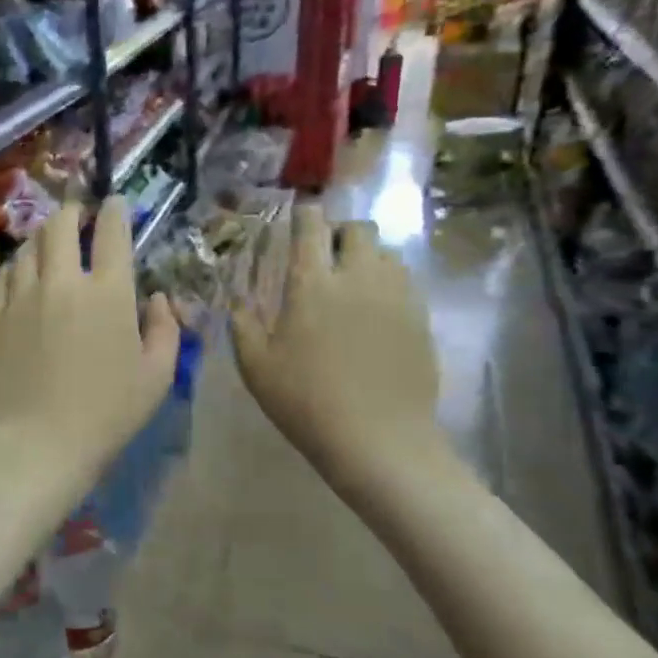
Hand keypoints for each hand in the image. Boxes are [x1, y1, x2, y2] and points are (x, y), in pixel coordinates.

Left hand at [0, 197, 179, 487]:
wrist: (38, 444)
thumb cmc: (107, 414)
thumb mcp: (157, 376)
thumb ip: (166, 329)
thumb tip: (159, 298)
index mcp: (109, 293)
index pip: (112, 232)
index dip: (115, 209)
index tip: (115, 202)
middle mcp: (63, 282)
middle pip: (61, 225)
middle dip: (72, 211)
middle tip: (78, 215)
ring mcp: (22, 297)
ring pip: (29, 247)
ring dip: (43, 238)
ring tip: (50, 245)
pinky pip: (3, 277)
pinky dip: (17, 269)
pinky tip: (22, 277)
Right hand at [232, 205, 441, 485]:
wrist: (378, 441)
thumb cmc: (306, 402)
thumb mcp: (256, 367)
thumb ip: (242, 325)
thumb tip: (237, 301)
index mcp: (312, 283)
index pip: (311, 225)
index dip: (303, 216)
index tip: (296, 222)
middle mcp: (358, 277)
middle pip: (358, 229)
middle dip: (339, 233)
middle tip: (324, 257)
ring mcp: (396, 296)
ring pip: (386, 253)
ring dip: (366, 257)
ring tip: (351, 284)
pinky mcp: (420, 318)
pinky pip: (404, 282)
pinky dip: (387, 284)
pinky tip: (374, 313)